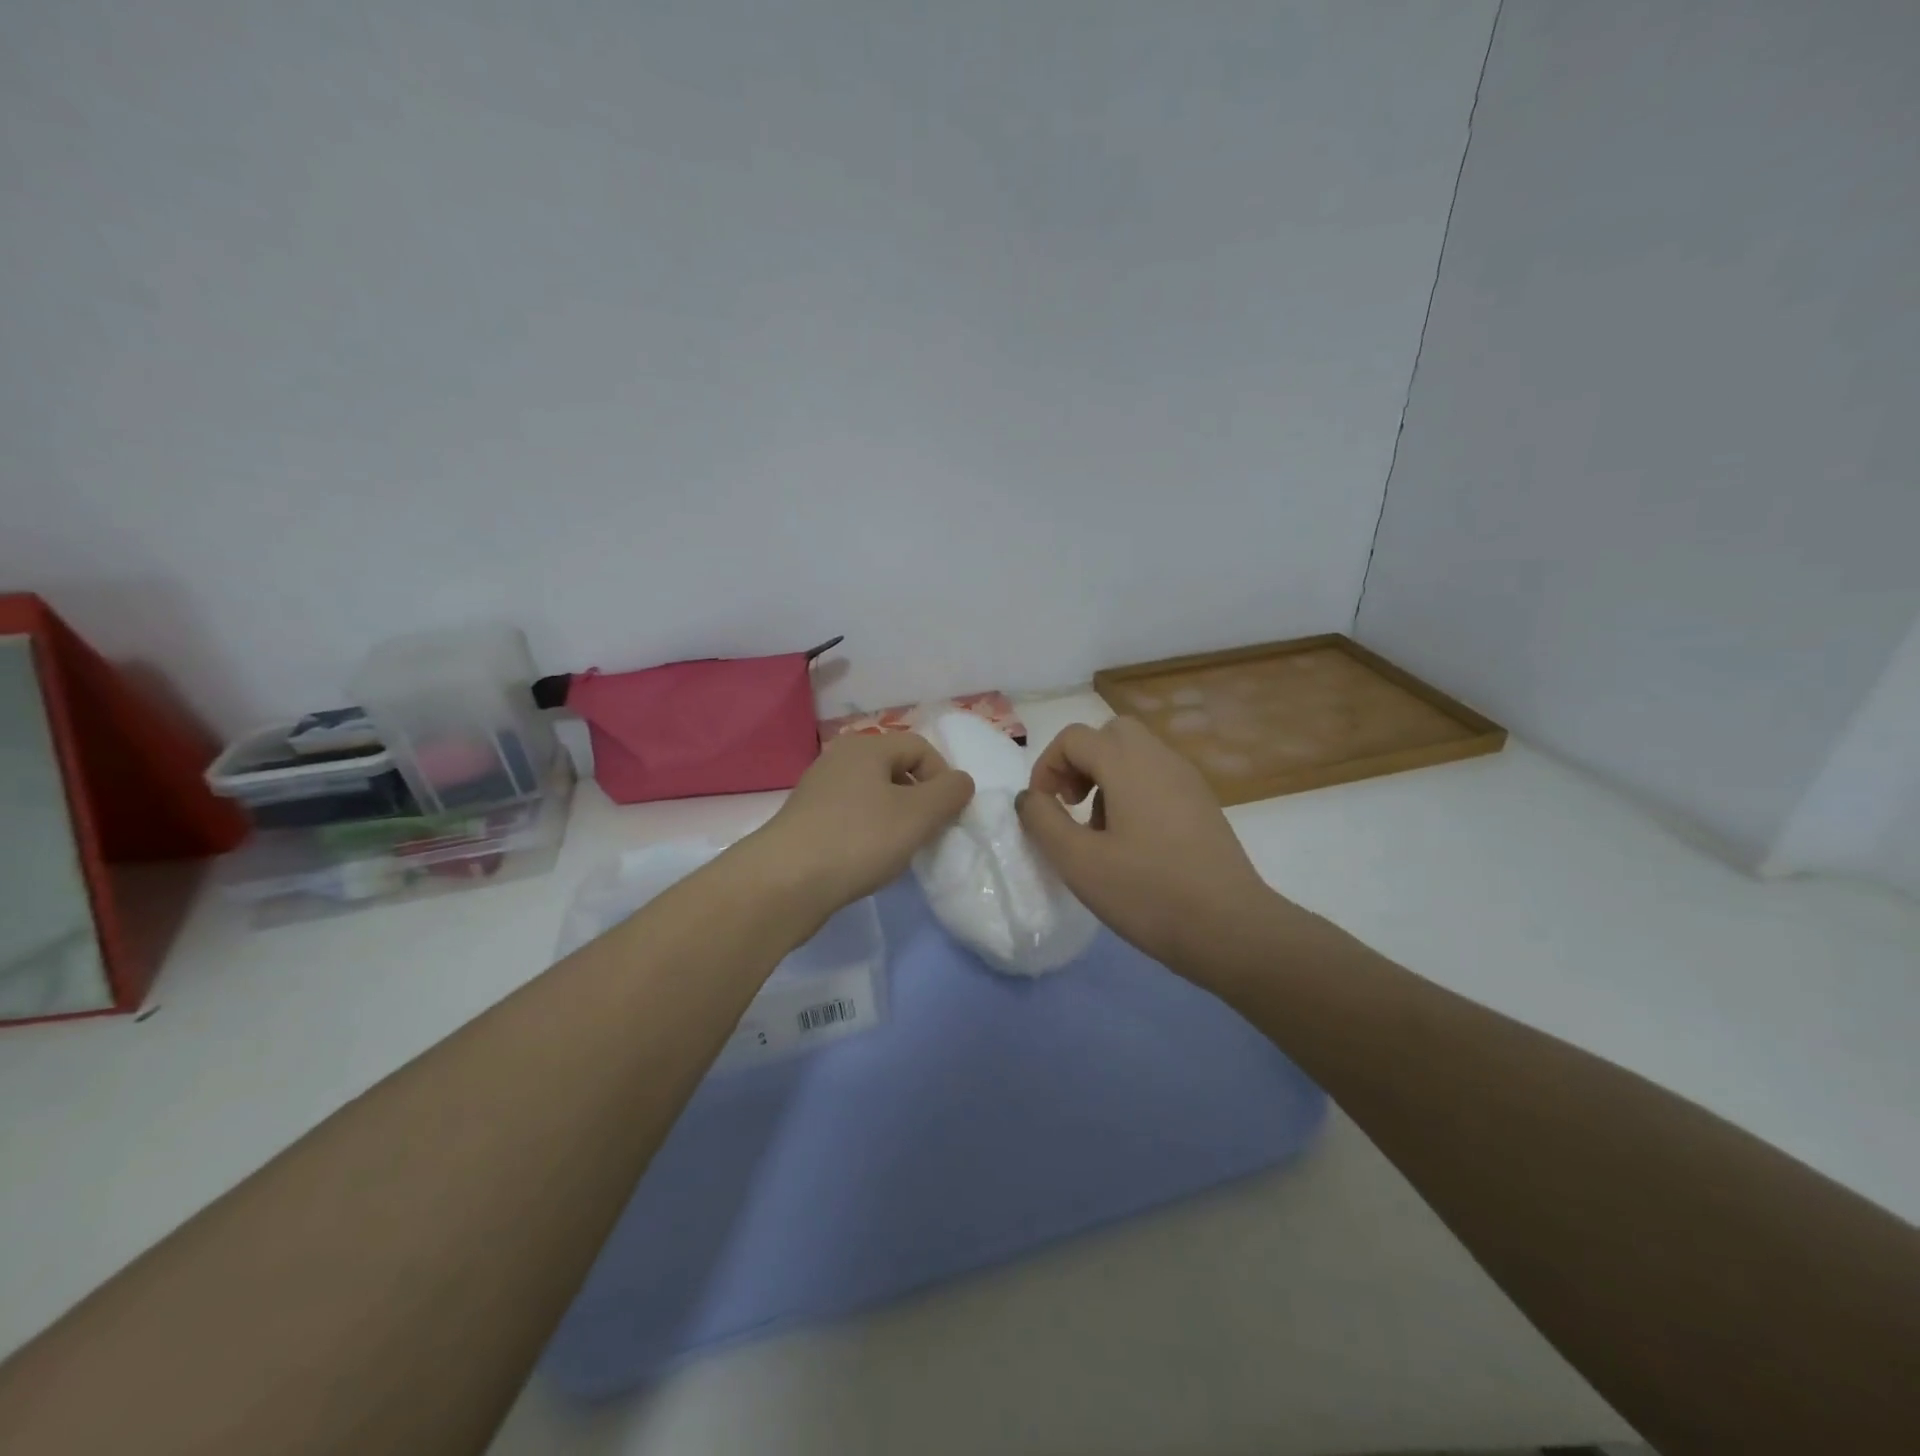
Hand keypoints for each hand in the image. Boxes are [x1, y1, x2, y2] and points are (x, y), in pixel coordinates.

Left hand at [744, 732, 974, 914]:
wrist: (784, 883)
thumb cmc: (859, 839)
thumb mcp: (919, 814)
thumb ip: (950, 793)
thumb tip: (960, 782)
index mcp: (866, 746)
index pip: (920, 747)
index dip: (943, 778)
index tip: (946, 815)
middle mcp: (839, 759)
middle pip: (896, 770)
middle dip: (919, 800)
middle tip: (925, 833)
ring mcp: (818, 790)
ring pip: (874, 796)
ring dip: (895, 819)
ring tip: (897, 851)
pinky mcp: (806, 821)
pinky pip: (851, 817)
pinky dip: (868, 834)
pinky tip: (867, 861)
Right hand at [1017, 716, 1291, 977]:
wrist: (1231, 928)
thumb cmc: (1148, 893)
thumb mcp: (1079, 862)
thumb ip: (1043, 821)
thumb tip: (1029, 797)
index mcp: (1128, 765)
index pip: (1074, 738)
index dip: (1047, 767)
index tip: (1042, 810)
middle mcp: (1160, 760)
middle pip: (1110, 735)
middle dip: (1080, 762)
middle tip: (1071, 806)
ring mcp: (1188, 781)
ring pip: (1135, 755)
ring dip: (1106, 778)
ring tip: (1099, 831)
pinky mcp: (1203, 804)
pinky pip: (1158, 778)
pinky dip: (1133, 792)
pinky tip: (1133, 843)